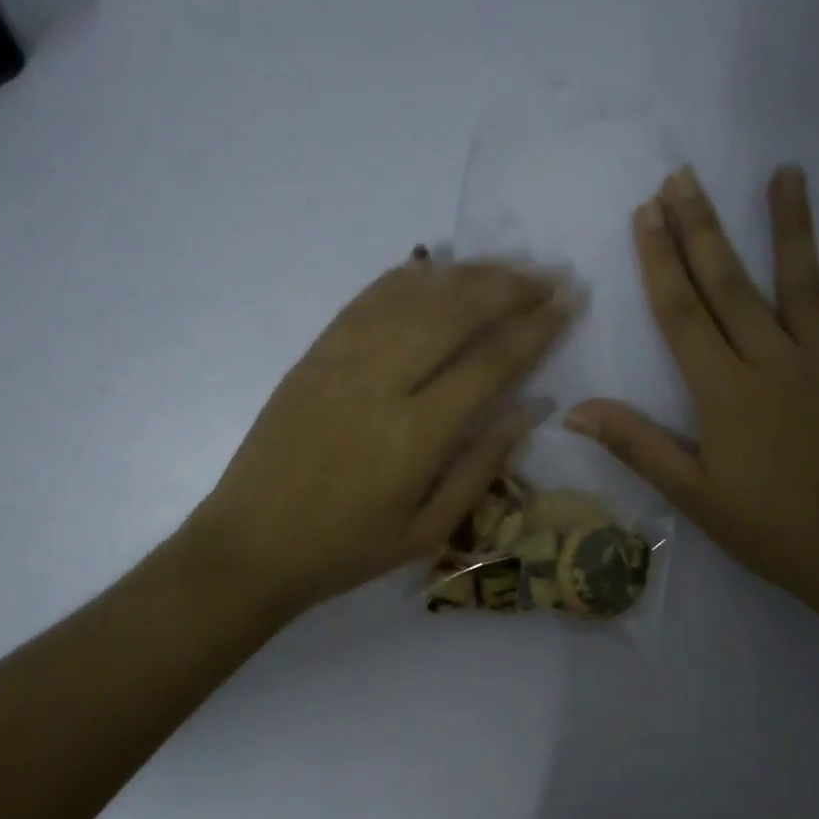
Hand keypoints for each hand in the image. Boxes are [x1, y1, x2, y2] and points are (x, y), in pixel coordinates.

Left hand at [189, 254, 572, 619]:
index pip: (489, 364)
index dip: (534, 328)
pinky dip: (404, 279)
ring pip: (412, 297)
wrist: (250, 546)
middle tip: (548, 276)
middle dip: (509, 287)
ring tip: (505, 267)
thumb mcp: (426, 531)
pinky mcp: (312, 356)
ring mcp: (339, 362)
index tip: (568, 303)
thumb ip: (481, 466)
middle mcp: (379, 384)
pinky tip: (432, 267)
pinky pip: (365, 301)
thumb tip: (531, 409)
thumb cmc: (345, 551)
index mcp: (414, 437)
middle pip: (454, 313)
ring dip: (465, 275)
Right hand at [565, 165, 818, 626]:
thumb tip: (576, 410)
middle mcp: (774, 363)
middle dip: (703, 228)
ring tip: (785, 172)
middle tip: (684, 178)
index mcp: (725, 393)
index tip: (646, 214)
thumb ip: (638, 445)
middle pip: (731, 285)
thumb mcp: (693, 496)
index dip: (660, 262)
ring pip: (804, 283)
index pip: (683, 314)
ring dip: (790, 226)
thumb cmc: (770, 529)